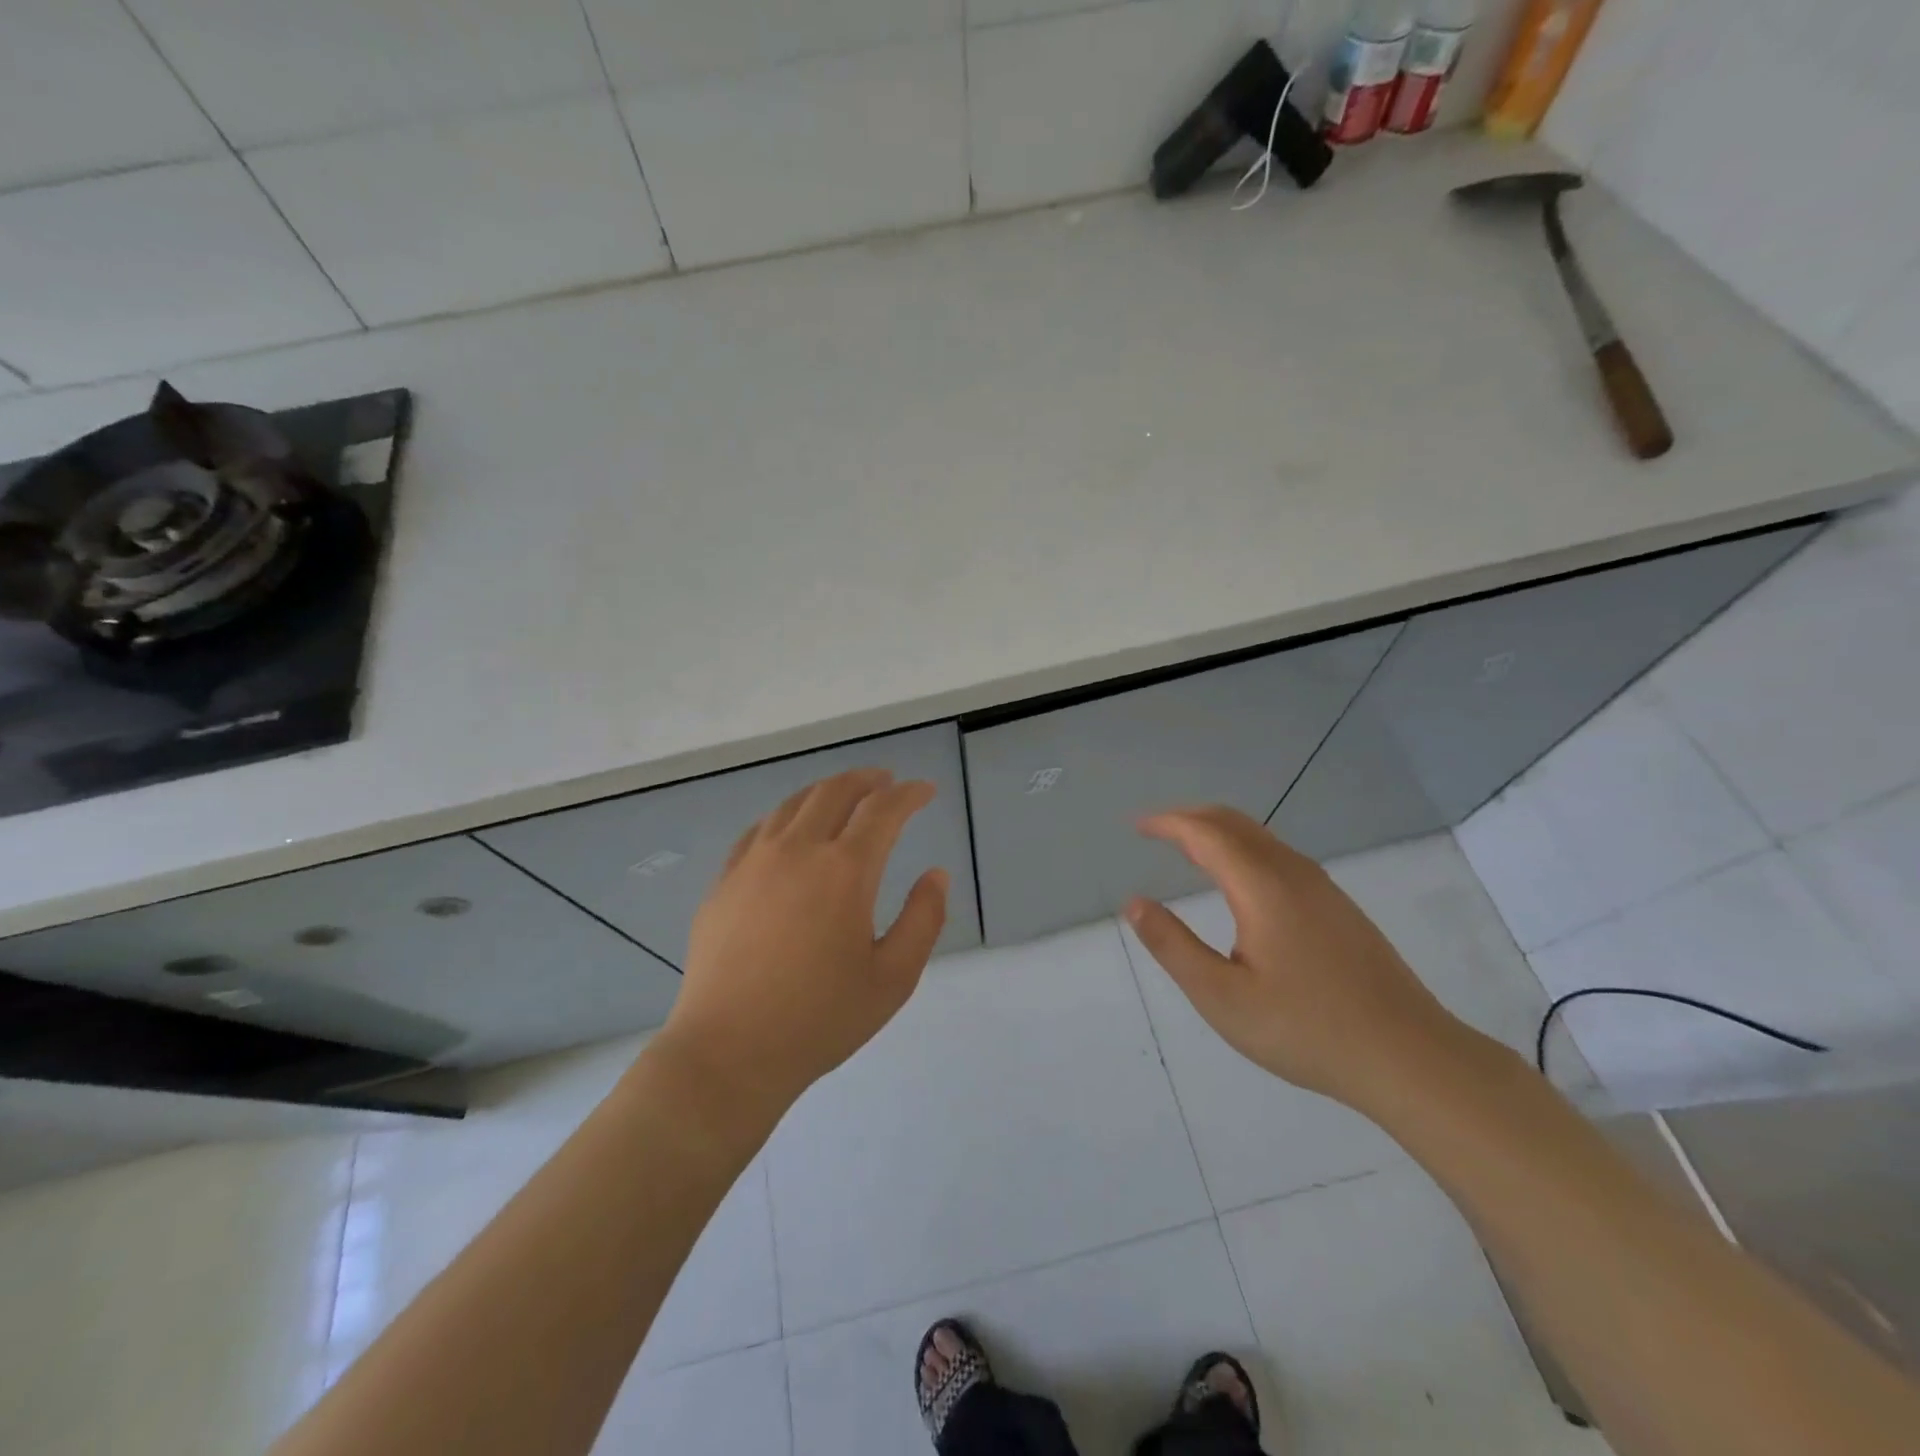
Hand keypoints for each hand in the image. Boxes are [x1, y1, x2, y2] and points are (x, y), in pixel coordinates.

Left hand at [657, 768, 948, 1125]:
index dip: (910, 794)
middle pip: (834, 791)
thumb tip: (936, 874)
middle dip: (866, 780)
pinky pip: (757, 830)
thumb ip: (924, 919)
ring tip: (843, 797)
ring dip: (825, 791)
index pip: (883, 809)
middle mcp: (797, 850)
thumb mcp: (893, 978)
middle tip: (886, 782)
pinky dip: (785, 817)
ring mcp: (753, 863)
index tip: (925, 791)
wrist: (728, 1052)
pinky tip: (789, 831)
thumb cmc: (819, 1019)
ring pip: (792, 804)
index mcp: (844, 870)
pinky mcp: (723, 882)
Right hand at [1125, 806, 1466, 1109]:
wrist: (1410, 1057)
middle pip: (1235, 823)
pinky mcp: (1339, 907)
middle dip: (1191, 818)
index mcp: (1262, 887)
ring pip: (1261, 837)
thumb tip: (1134, 903)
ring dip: (1219, 832)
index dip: (1168, 823)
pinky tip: (1239, 881)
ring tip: (1188, 848)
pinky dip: (1244, 849)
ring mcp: (1322, 888)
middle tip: (1156, 830)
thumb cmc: (1306, 1029)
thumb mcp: (1222, 997)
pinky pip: (1279, 856)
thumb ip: (1173, 946)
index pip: (1206, 834)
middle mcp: (1293, 873)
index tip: (1137, 826)